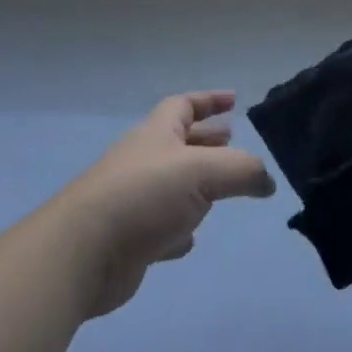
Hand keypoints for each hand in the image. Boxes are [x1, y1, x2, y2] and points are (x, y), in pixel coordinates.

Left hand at [53, 91, 274, 317]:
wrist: (84, 252)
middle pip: (179, 142)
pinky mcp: (130, 238)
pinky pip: (161, 227)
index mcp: (157, 135)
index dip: (210, 100)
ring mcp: (134, 200)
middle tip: (232, 141)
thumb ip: (243, 171)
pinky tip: (190, 239)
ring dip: (197, 185)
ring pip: (172, 185)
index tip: (234, 100)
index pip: (184, 105)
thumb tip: (267, 181)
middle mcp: (144, 161)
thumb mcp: (204, 171)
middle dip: (206, 139)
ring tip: (222, 189)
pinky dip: (179, 228)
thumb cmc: (144, 196)